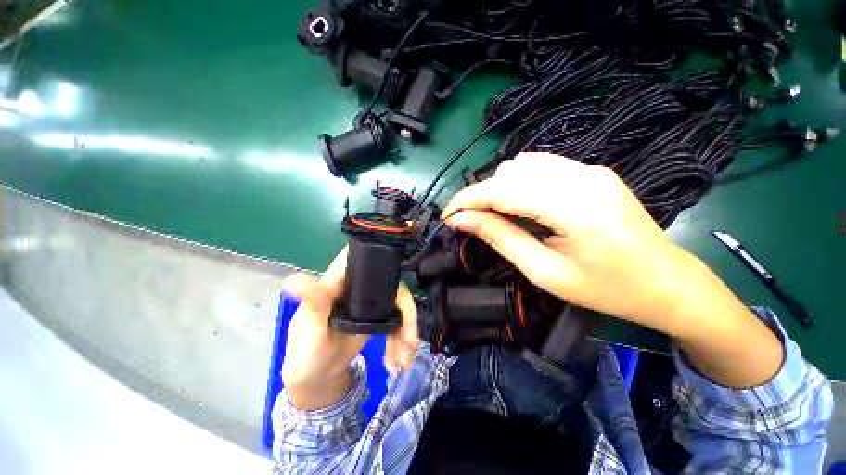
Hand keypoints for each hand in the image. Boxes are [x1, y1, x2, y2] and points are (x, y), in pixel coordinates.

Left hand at [282, 247, 418, 409]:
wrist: (317, 377)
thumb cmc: (305, 352)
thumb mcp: (309, 330)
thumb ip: (312, 305)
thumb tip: (295, 280)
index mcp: (340, 281)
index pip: (364, 258)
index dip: (383, 256)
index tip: (400, 267)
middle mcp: (359, 286)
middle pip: (392, 285)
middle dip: (406, 311)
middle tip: (410, 340)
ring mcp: (371, 302)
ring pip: (399, 304)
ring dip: (407, 329)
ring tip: (404, 359)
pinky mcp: (378, 317)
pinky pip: (398, 321)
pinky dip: (402, 337)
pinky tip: (400, 358)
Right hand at [443, 153, 782, 386]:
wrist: (667, 283)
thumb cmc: (606, 290)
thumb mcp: (544, 272)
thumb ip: (500, 238)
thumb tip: (461, 220)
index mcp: (574, 208)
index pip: (502, 190)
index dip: (466, 200)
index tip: (446, 215)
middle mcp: (582, 177)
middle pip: (509, 173)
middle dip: (482, 196)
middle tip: (474, 224)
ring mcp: (590, 169)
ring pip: (522, 165)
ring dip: (501, 189)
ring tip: (500, 217)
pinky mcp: (593, 171)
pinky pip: (542, 166)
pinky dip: (521, 182)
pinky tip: (524, 205)